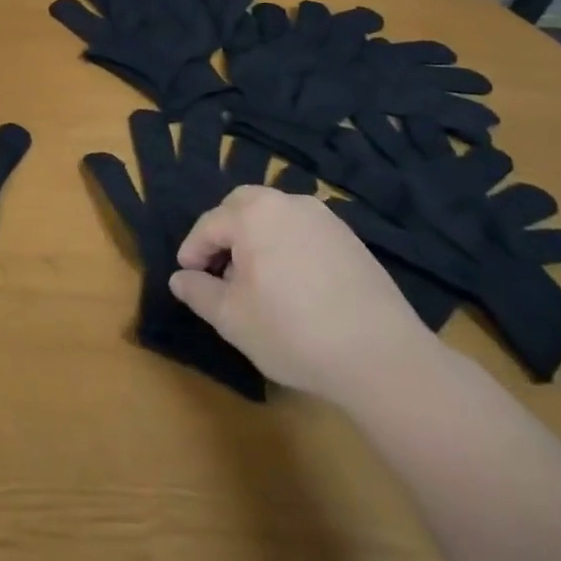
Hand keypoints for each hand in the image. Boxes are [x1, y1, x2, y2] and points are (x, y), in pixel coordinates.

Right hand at [169, 184, 444, 405]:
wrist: (381, 357)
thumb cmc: (292, 332)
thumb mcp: (231, 319)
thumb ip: (198, 292)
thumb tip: (179, 278)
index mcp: (253, 214)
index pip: (209, 225)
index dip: (193, 250)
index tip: (188, 276)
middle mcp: (287, 203)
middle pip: (243, 206)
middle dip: (224, 232)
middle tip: (219, 269)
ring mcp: (324, 218)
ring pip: (275, 216)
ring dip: (257, 237)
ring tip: (256, 278)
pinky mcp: (351, 239)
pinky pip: (304, 231)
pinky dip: (288, 246)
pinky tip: (293, 284)